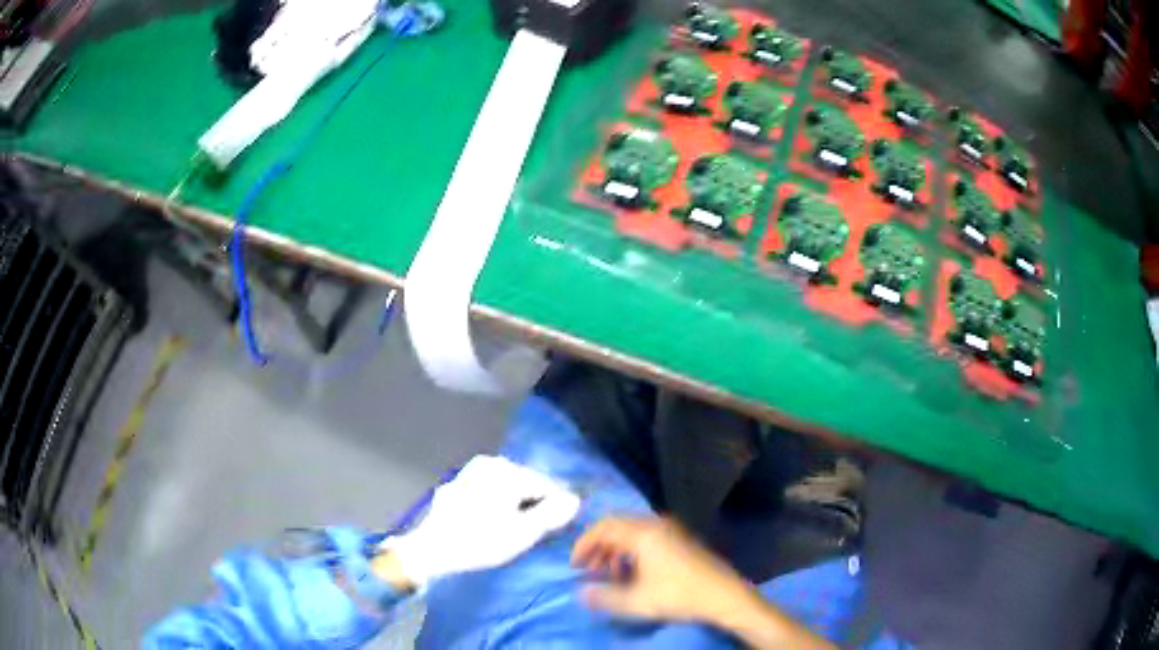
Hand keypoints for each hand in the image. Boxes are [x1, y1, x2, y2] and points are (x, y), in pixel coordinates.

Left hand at [383, 455, 580, 587]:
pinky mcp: (455, 487)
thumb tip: (575, 500)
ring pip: (504, 488)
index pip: (546, 485)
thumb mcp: (523, 533)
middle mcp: (489, 463)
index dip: (556, 507)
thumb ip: (552, 514)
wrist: (431, 550)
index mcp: (507, 471)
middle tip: (536, 531)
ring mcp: (469, 473)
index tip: (557, 528)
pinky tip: (491, 524)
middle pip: (524, 484)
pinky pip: (486, 493)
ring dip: (514, 505)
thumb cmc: (481, 541)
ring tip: (515, 530)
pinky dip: (494, 505)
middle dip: (534, 504)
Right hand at [571, 517, 751, 624]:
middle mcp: (655, 525)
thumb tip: (580, 593)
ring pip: (631, 533)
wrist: (723, 595)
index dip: (584, 545)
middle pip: (616, 527)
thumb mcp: (638, 601)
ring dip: (614, 551)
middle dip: (598, 548)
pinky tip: (633, 574)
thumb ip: (605, 597)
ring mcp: (670, 530)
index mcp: (644, 533)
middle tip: (589, 571)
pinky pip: (645, 537)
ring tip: (610, 576)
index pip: (603, 527)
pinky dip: (631, 552)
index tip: (575, 566)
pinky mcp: (679, 539)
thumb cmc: (679, 595)